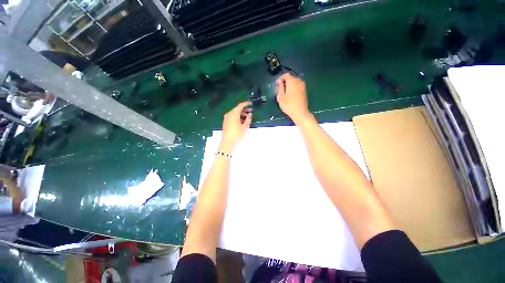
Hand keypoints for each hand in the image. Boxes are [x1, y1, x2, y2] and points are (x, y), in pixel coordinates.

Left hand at [220, 101, 252, 152]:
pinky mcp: (226, 121)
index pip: (240, 105)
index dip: (246, 104)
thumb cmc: (237, 134)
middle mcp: (229, 114)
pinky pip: (232, 116)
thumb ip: (248, 119)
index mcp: (234, 114)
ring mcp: (226, 118)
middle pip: (237, 109)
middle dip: (244, 109)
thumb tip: (250, 114)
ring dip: (241, 114)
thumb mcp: (245, 127)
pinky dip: (237, 116)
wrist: (227, 142)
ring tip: (248, 117)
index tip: (251, 103)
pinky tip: (242, 121)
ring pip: (235, 113)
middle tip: (251, 111)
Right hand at [276, 73, 311, 123]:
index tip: (277, 85)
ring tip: (284, 93)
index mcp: (292, 81)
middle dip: (285, 81)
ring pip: (294, 82)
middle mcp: (299, 81)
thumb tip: (279, 82)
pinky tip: (290, 95)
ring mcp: (303, 85)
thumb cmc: (289, 105)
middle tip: (280, 89)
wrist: (300, 112)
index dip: (280, 78)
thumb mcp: (280, 97)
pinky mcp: (304, 90)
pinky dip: (293, 87)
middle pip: (290, 77)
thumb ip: (279, 87)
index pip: (286, 75)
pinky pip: (297, 85)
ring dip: (289, 85)